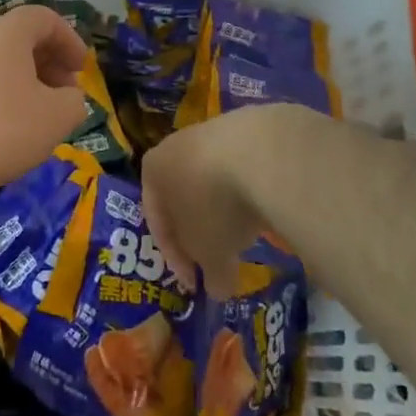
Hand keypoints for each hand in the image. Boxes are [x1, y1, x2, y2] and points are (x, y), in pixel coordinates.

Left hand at [0, 4, 89, 197]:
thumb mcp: (56, 119)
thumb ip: (74, 102)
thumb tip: (67, 97)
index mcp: (7, 32)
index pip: (45, 18)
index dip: (69, 41)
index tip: (80, 70)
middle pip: (18, 38)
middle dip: (47, 63)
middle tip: (62, 94)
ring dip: (20, 80)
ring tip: (32, 115)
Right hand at [142, 103, 320, 299]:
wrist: (259, 153)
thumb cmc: (214, 206)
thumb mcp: (210, 253)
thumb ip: (210, 274)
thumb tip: (217, 290)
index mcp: (152, 171)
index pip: (156, 222)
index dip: (175, 259)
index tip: (195, 284)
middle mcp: (174, 146)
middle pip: (183, 198)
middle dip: (199, 232)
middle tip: (217, 260)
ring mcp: (210, 131)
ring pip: (211, 181)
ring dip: (224, 211)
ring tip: (245, 236)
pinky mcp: (246, 126)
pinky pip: (239, 169)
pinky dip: (246, 191)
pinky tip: (262, 208)